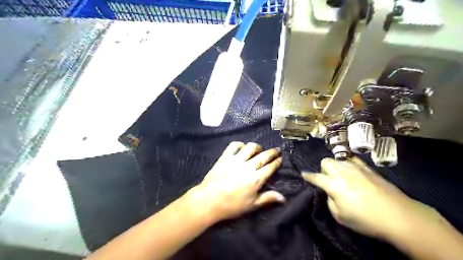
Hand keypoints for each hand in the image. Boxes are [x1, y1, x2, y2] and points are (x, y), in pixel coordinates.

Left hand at [188, 141, 285, 222]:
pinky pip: (234, 145)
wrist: (209, 200)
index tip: (280, 159)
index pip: (270, 167)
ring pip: (250, 147)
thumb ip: (267, 198)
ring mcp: (236, 160)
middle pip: (263, 156)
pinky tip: (242, 148)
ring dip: (257, 147)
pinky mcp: (225, 157)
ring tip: (259, 149)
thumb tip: (284, 198)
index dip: (277, 162)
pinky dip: (240, 144)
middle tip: (276, 150)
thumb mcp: (252, 205)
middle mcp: (248, 166)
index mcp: (256, 179)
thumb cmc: (232, 205)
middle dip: (272, 152)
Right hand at [304, 157, 437, 239]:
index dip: (308, 176)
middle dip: (323, 169)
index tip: (303, 174)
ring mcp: (356, 168)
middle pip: (326, 161)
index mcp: (333, 184)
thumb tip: (331, 193)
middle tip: (329, 180)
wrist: (398, 215)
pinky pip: (353, 160)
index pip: (315, 177)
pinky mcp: (368, 168)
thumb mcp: (340, 216)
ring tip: (341, 176)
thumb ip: (330, 201)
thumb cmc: (365, 219)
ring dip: (336, 166)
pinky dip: (349, 164)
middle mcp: (342, 172)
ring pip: (339, 159)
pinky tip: (353, 172)